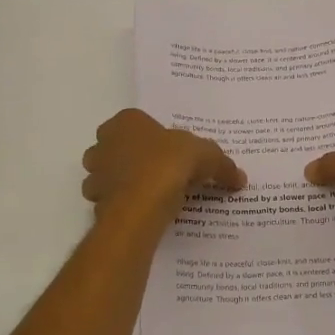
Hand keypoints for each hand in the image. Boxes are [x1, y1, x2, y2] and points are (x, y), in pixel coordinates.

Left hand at [82, 108, 245, 223]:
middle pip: (119, 148)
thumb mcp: (206, 157)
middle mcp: (103, 143)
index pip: (138, 123)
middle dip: (135, 159)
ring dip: (126, 183)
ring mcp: (95, 173)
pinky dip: (124, 206)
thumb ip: (222, 165)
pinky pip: (111, 201)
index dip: (156, 138)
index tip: (173, 154)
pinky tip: (144, 213)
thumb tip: (240, 178)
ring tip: (153, 196)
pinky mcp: (95, 201)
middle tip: (162, 173)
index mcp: (126, 121)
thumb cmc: (168, 164)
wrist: (140, 205)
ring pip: (110, 175)